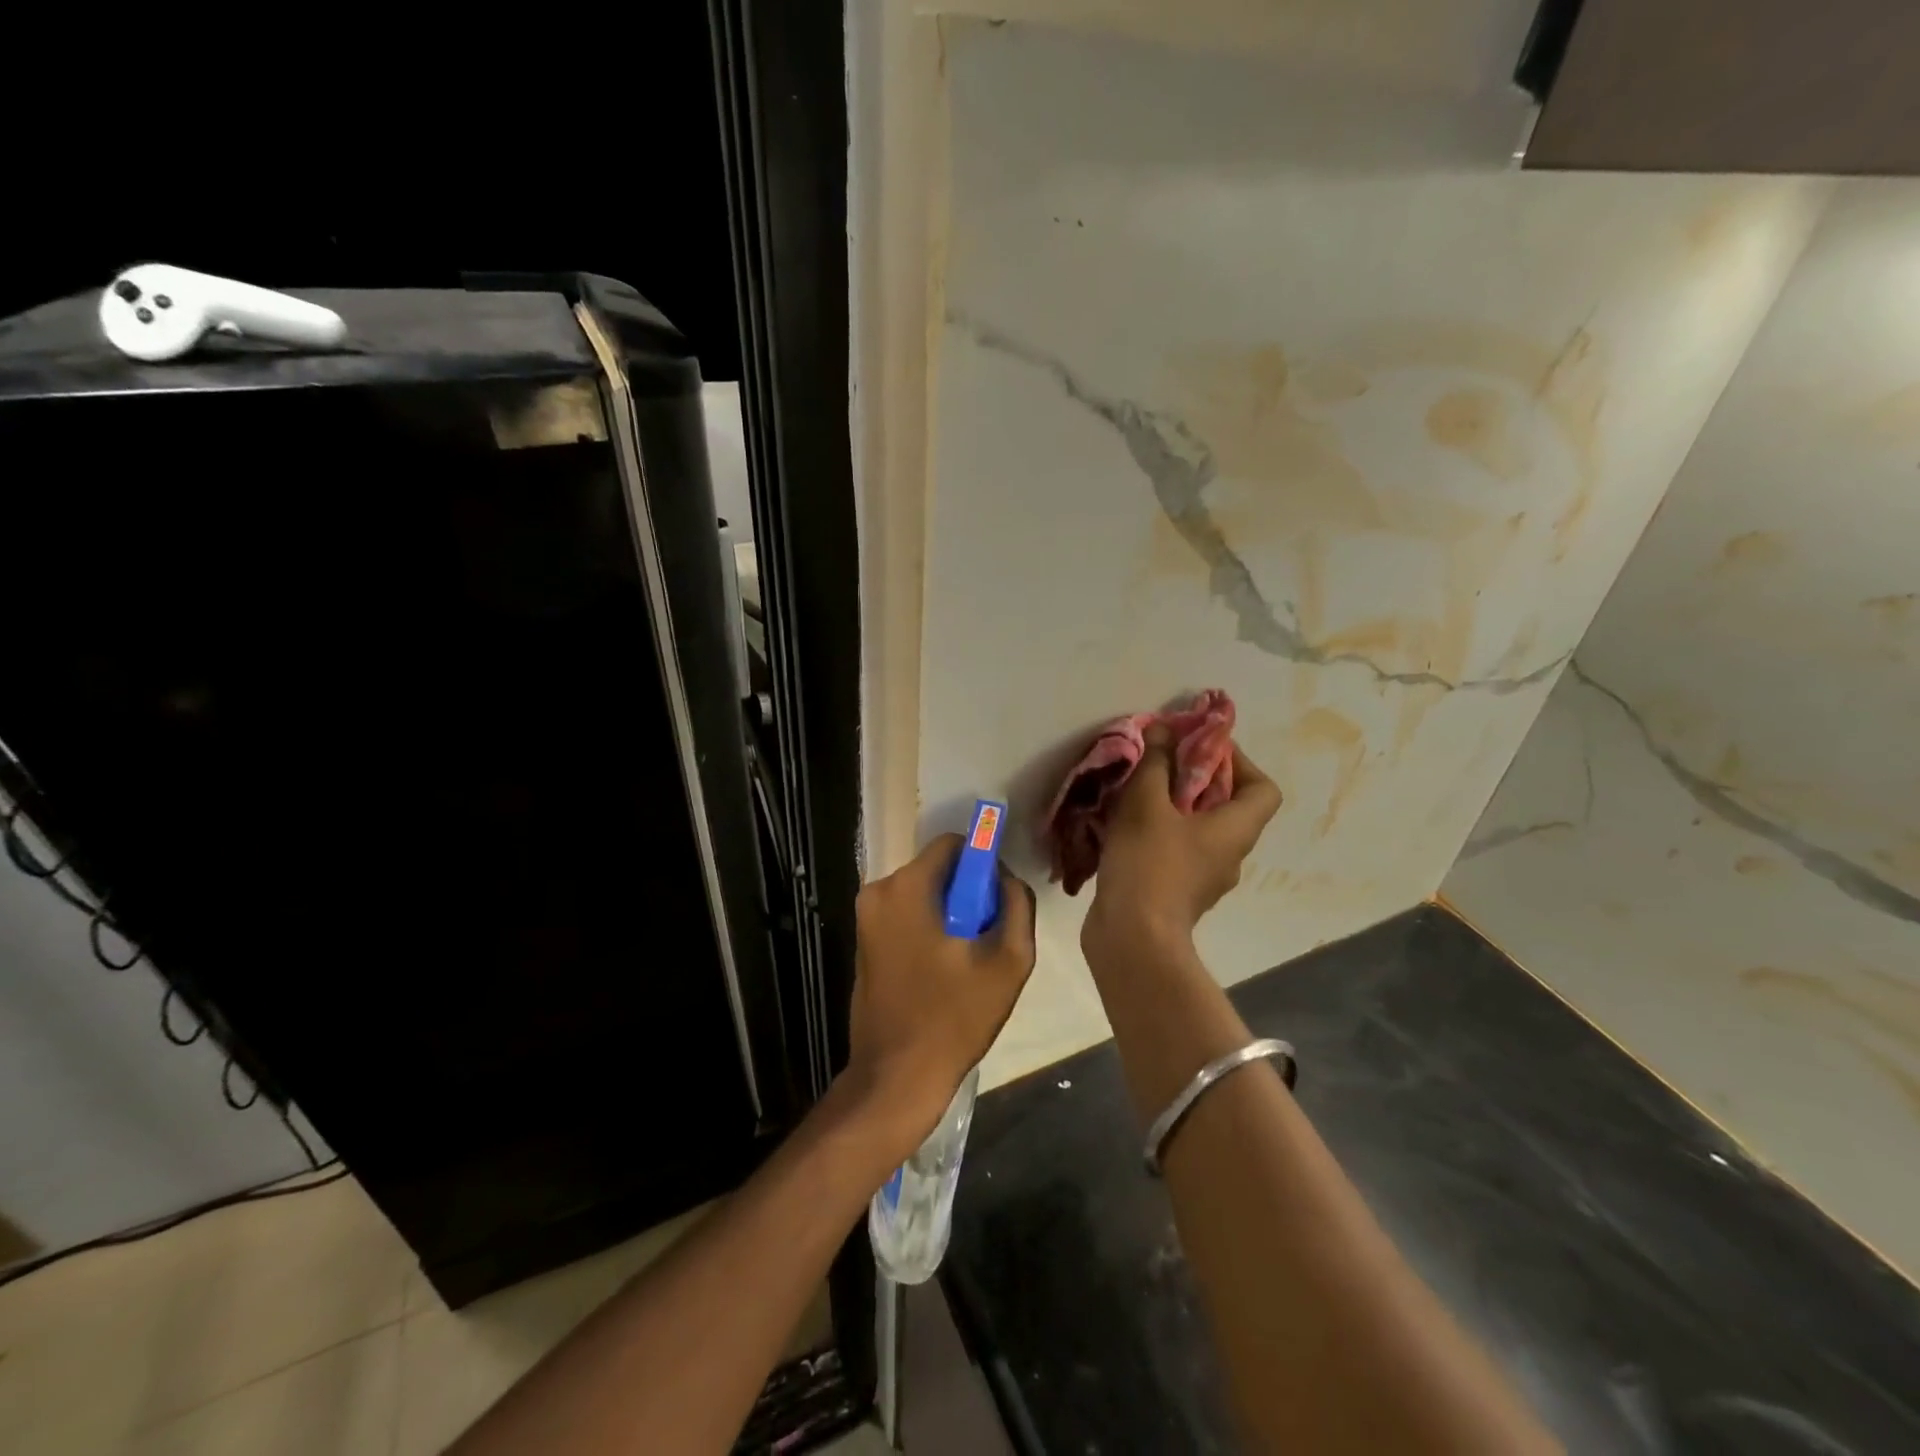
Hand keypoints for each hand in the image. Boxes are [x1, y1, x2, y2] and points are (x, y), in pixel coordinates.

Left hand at [844, 835, 1037, 1149]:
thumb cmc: (954, 1016)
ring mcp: (866, 917)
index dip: (982, 863)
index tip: (997, 899)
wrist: (896, 1075)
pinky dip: (929, 928)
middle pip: (936, 869)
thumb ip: (1017, 905)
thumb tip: (1007, 879)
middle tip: (986, 936)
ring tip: (967, 959)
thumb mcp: (1008, 961)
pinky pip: (906, 915)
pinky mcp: (864, 941)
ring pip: (922, 893)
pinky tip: (944, 969)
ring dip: (949, 913)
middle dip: (966, 892)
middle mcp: (878, 891)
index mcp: (907, 887)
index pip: (953, 844)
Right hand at [1084, 730, 1281, 953]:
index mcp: (1236, 829)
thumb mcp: (1146, 803)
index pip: (1264, 789)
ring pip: (1199, 830)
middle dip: (1196, 779)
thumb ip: (1156, 763)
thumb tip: (1164, 731)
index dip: (1239, 762)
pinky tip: (1124, 827)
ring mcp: (1205, 879)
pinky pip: (1177, 852)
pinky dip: (1158, 834)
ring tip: (1137, 792)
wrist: (1132, 937)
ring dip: (1173, 807)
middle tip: (1161, 764)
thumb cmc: (1149, 863)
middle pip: (1228, 806)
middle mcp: (1230, 854)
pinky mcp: (1179, 894)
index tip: (1201, 749)